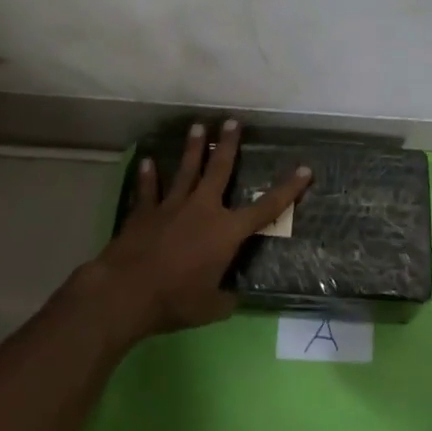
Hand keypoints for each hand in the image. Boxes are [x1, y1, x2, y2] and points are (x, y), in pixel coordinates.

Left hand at [85, 119, 310, 343]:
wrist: (127, 291)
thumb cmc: (175, 300)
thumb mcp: (211, 308)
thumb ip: (225, 299)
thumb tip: (232, 298)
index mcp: (227, 232)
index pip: (266, 208)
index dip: (288, 189)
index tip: (304, 170)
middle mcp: (203, 209)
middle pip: (219, 170)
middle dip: (228, 145)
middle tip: (232, 122)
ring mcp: (172, 206)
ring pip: (186, 170)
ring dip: (193, 148)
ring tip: (198, 127)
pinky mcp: (145, 212)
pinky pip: (149, 189)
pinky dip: (148, 176)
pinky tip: (148, 161)